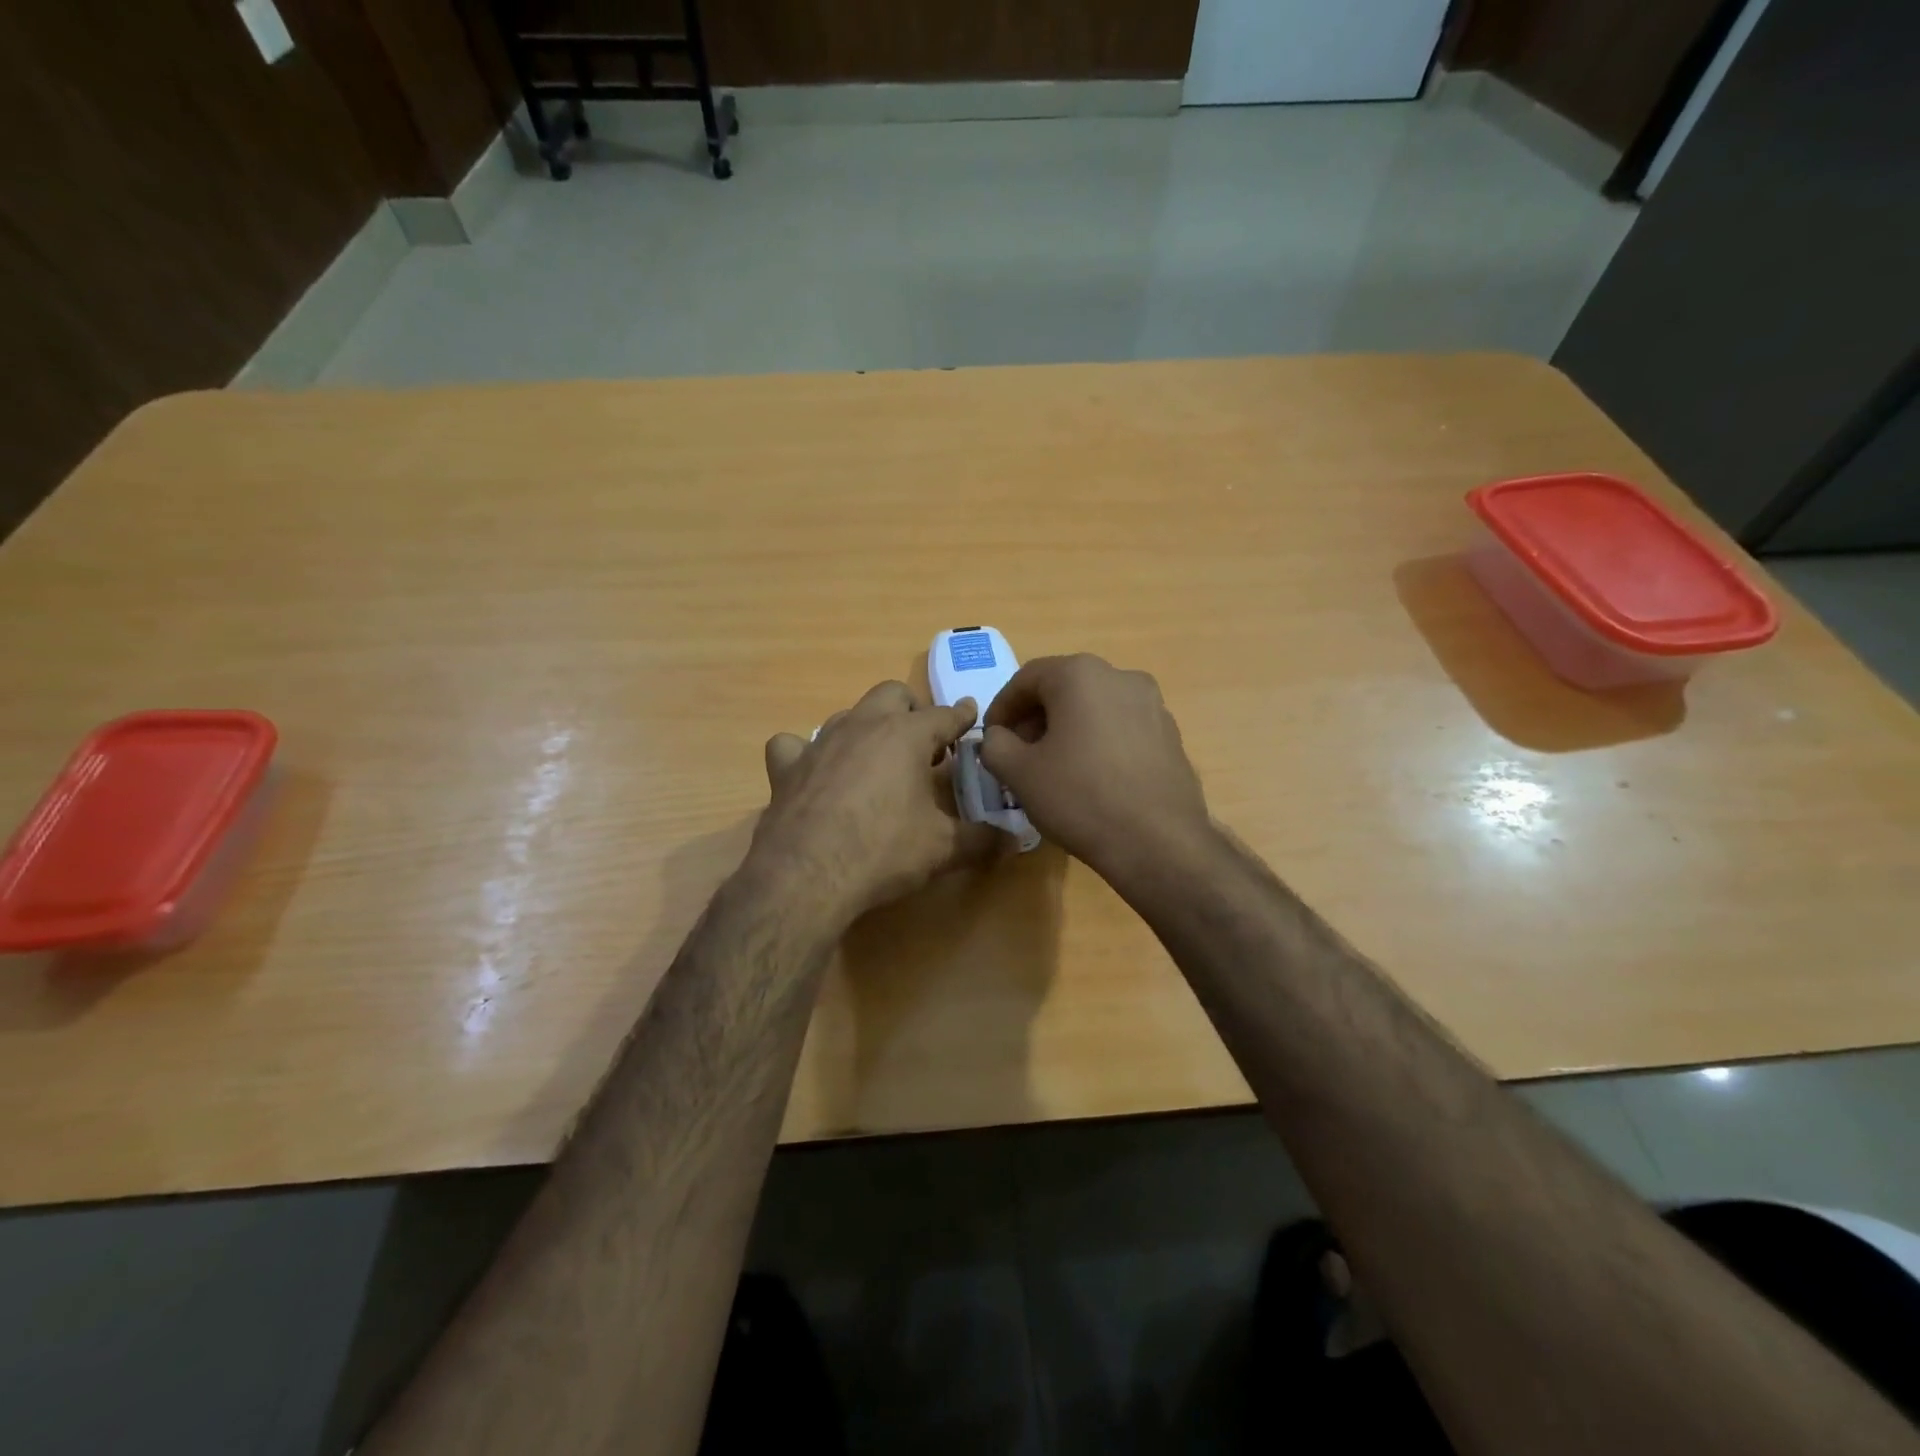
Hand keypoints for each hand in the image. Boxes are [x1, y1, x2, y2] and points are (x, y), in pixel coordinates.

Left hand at [750, 680, 1000, 926]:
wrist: (806, 876)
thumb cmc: (883, 852)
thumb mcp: (942, 848)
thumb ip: (981, 840)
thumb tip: (1013, 841)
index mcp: (907, 736)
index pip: (944, 715)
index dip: (961, 716)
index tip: (970, 714)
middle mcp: (864, 725)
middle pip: (893, 694)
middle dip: (912, 710)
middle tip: (923, 744)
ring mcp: (820, 742)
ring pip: (848, 714)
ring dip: (867, 728)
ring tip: (876, 759)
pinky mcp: (786, 766)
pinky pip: (793, 745)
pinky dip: (805, 753)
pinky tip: (813, 772)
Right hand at [980, 654, 1211, 880]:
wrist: (1158, 842)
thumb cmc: (1080, 798)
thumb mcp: (1019, 773)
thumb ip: (995, 744)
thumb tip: (998, 737)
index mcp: (1080, 675)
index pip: (1026, 679)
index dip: (1001, 708)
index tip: (991, 739)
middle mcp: (1120, 677)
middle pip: (1063, 688)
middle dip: (1034, 718)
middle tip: (1018, 754)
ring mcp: (1152, 704)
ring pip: (1094, 707)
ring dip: (1067, 729)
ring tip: (1053, 768)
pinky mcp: (1170, 734)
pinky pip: (1121, 727)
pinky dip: (1098, 741)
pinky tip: (1091, 778)